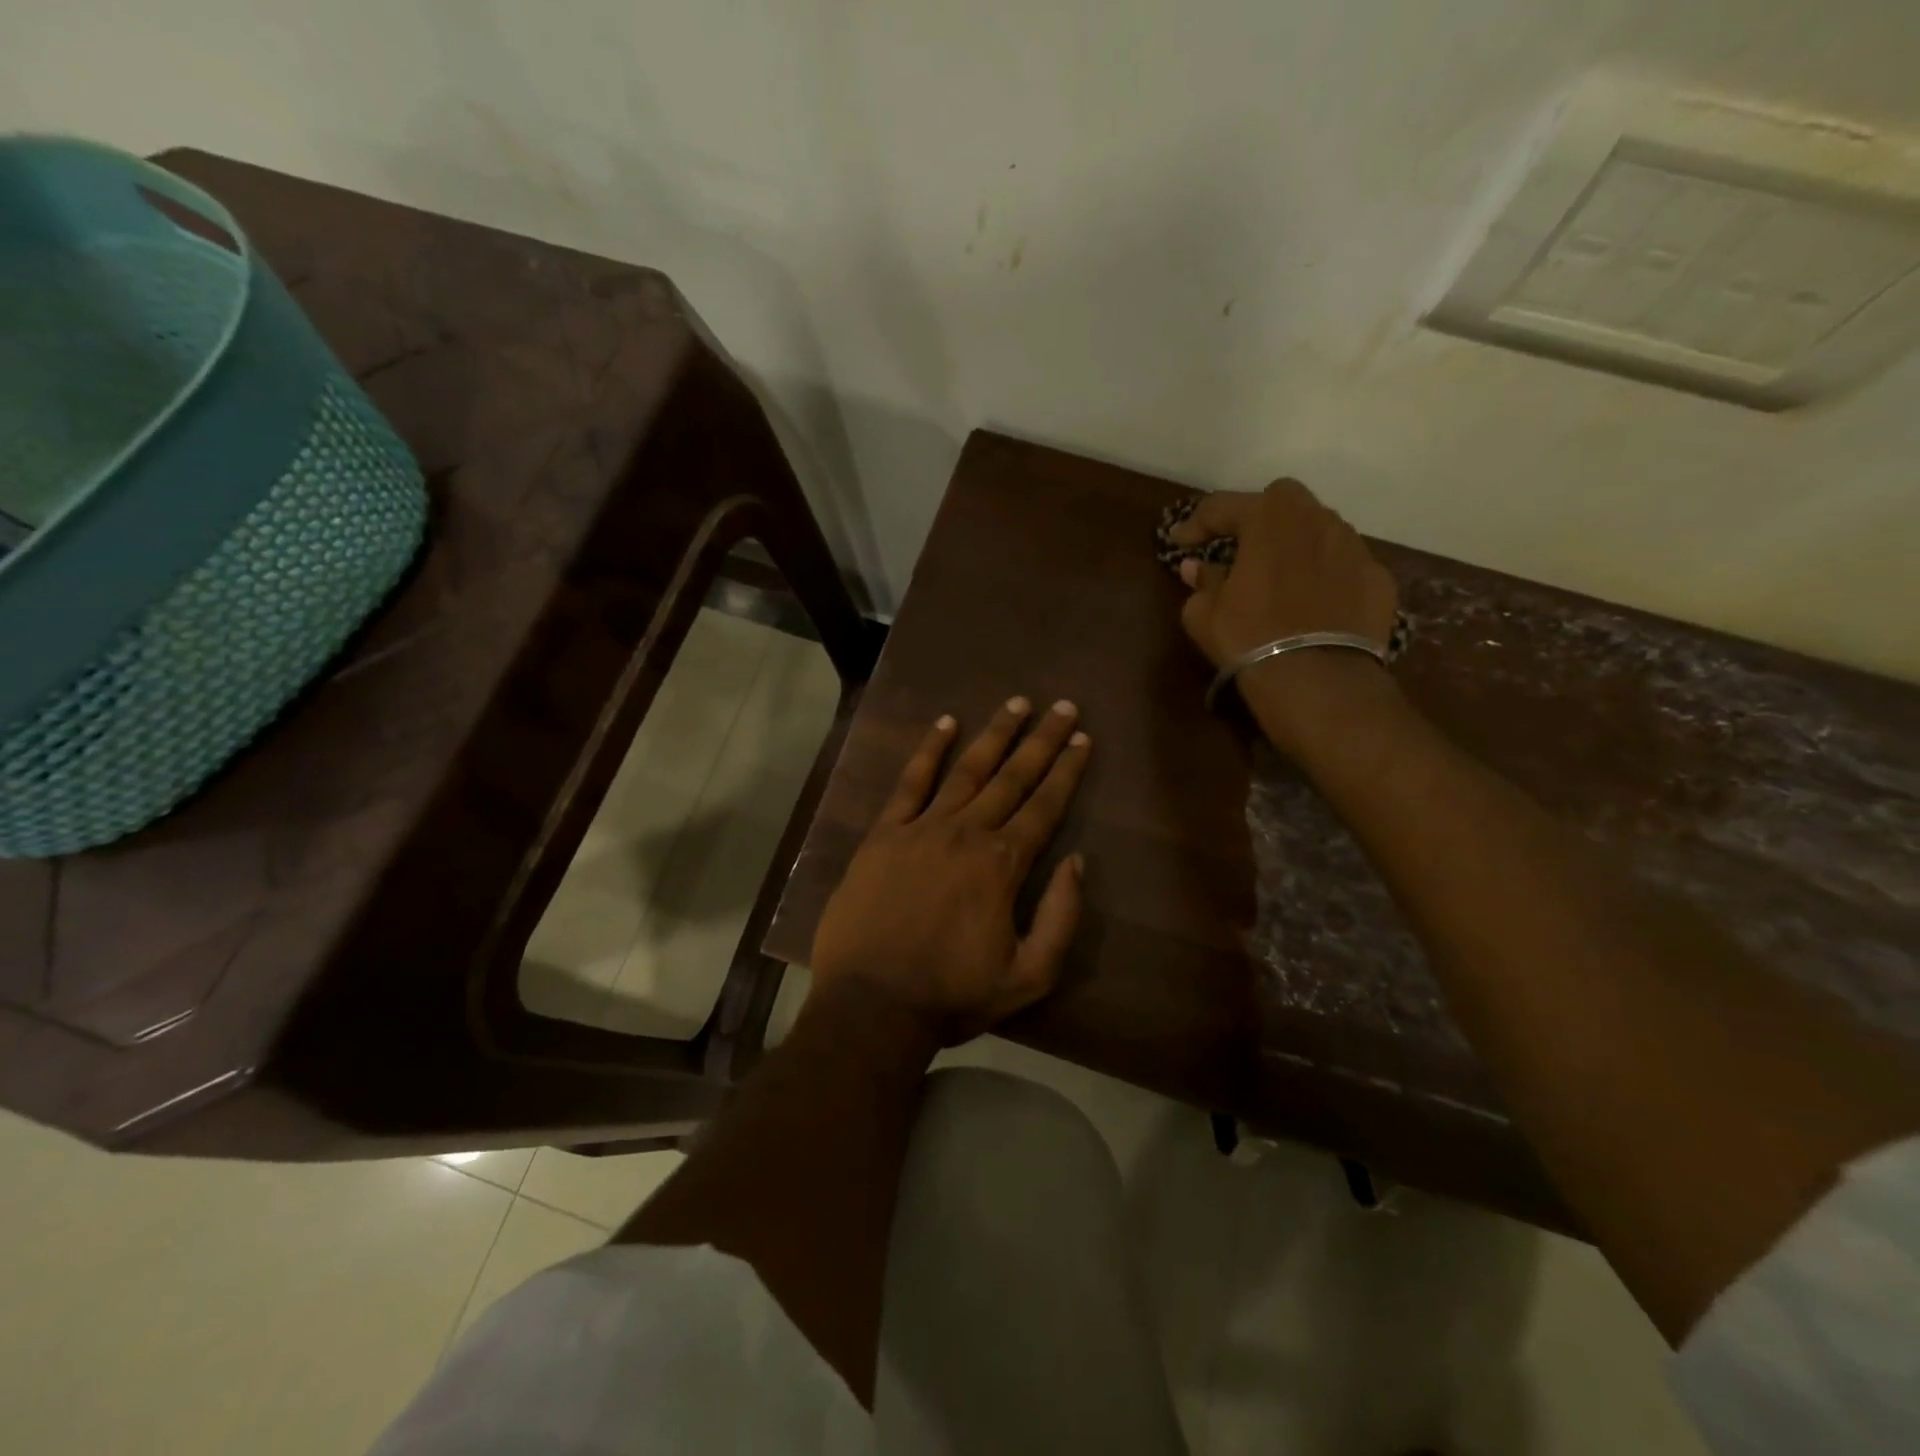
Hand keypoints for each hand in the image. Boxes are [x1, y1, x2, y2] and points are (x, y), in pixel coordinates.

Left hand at [809, 697, 1090, 1045]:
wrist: (871, 1004)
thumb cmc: (952, 994)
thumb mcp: (1028, 976)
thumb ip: (1061, 918)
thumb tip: (1077, 862)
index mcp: (1003, 865)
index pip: (1045, 806)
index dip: (1067, 770)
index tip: (1082, 738)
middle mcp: (967, 833)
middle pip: (1012, 777)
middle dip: (1041, 740)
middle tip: (1063, 706)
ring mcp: (922, 828)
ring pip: (966, 769)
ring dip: (994, 734)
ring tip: (1016, 703)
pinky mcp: (883, 834)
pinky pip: (909, 783)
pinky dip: (928, 751)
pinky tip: (945, 724)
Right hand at [1171, 479, 1399, 756]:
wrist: (1317, 680)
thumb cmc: (1249, 638)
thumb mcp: (1204, 614)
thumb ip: (1201, 582)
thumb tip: (1196, 567)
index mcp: (1268, 518)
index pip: (1222, 507)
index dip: (1196, 524)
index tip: (1180, 542)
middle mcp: (1316, 519)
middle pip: (1282, 500)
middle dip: (1257, 517)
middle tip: (1239, 546)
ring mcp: (1354, 546)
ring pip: (1319, 530)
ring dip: (1295, 545)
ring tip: (1280, 576)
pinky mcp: (1378, 578)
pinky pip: (1343, 565)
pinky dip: (1325, 575)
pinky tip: (1313, 603)